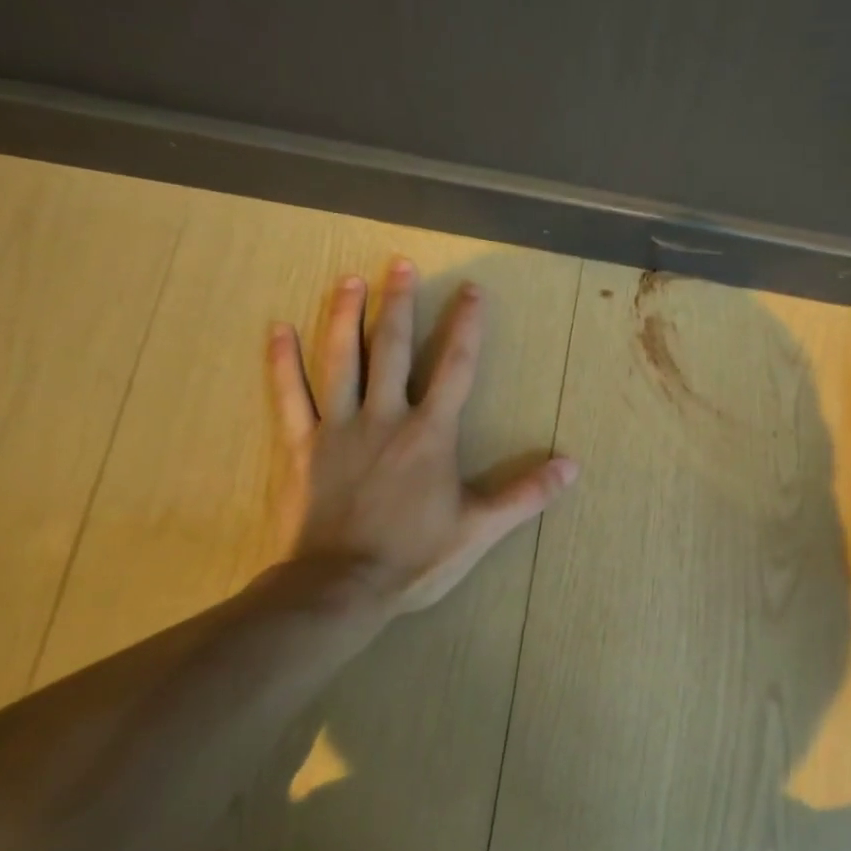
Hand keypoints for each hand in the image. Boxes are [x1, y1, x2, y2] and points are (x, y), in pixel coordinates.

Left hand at [263, 257, 577, 615]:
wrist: (339, 587)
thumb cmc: (414, 556)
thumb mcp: (480, 528)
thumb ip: (525, 494)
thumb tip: (573, 467)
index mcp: (430, 433)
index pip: (456, 367)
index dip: (466, 326)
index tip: (471, 290)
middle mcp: (385, 417)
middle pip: (393, 350)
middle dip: (399, 304)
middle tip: (400, 264)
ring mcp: (338, 428)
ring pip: (340, 360)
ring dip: (345, 317)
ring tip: (350, 280)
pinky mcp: (299, 446)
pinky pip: (289, 396)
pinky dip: (281, 362)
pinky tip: (278, 329)